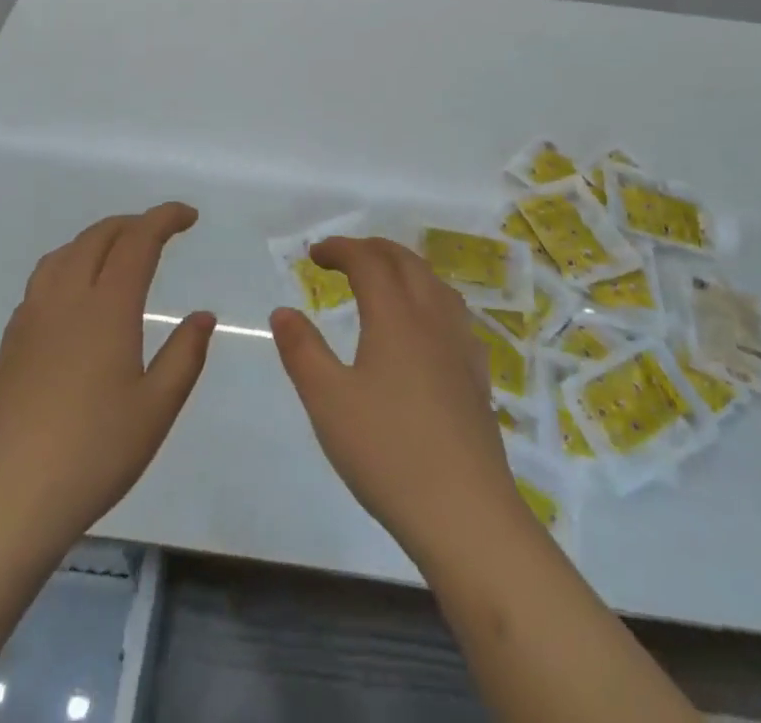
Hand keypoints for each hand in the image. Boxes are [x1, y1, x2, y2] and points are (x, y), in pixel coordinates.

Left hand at [0, 203, 214, 551]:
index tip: (189, 216)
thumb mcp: (156, 409)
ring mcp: (32, 318)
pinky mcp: (11, 342)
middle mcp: (66, 300)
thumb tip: (202, 316)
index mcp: (107, 309)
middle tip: (161, 232)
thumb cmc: (94, 454)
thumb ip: (184, 355)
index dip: (164, 218)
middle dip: (133, 223)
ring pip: (64, 253)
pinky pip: (42, 280)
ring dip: (97, 239)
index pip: (137, 241)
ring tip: (119, 252)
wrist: (10, 500)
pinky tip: (77, 294)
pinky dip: (69, 264)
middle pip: (98, 237)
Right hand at [270, 236, 526, 563]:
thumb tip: (283, 311)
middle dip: (372, 249)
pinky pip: (453, 312)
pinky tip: (425, 326)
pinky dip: (429, 297)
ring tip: (383, 281)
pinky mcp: (477, 373)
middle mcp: (432, 317)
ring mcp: (460, 344)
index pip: (367, 261)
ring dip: (404, 268)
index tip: (315, 254)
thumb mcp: (327, 402)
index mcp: (394, 315)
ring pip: (434, 282)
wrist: (465, 511)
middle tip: (344, 258)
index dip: (340, 249)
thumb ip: (302, 350)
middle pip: (405, 261)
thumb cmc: (387, 452)